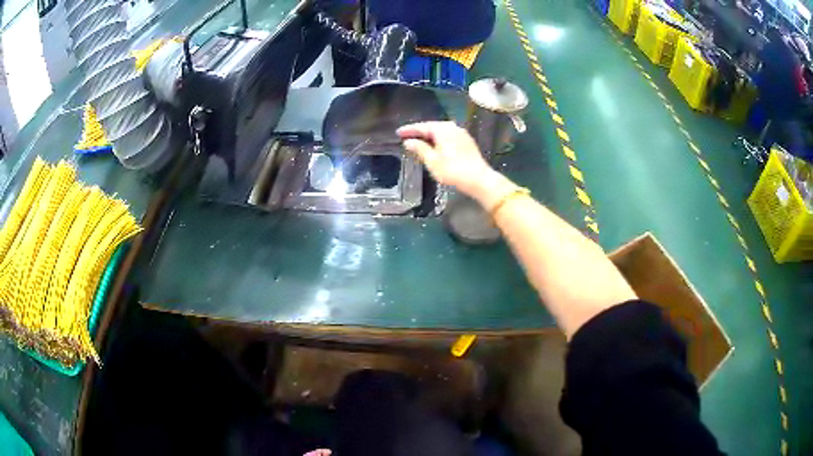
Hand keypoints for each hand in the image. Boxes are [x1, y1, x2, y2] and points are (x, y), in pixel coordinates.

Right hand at [397, 122, 495, 198]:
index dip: (409, 130)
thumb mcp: (432, 161)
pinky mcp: (467, 141)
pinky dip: (439, 139)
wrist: (479, 179)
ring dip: (429, 136)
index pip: (421, 126)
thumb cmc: (453, 170)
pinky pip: (448, 136)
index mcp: (442, 129)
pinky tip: (435, 146)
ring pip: (441, 131)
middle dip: (419, 132)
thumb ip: (420, 149)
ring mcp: (461, 133)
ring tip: (419, 141)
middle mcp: (452, 127)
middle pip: (432, 127)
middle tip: (406, 136)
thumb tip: (409, 141)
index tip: (398, 133)